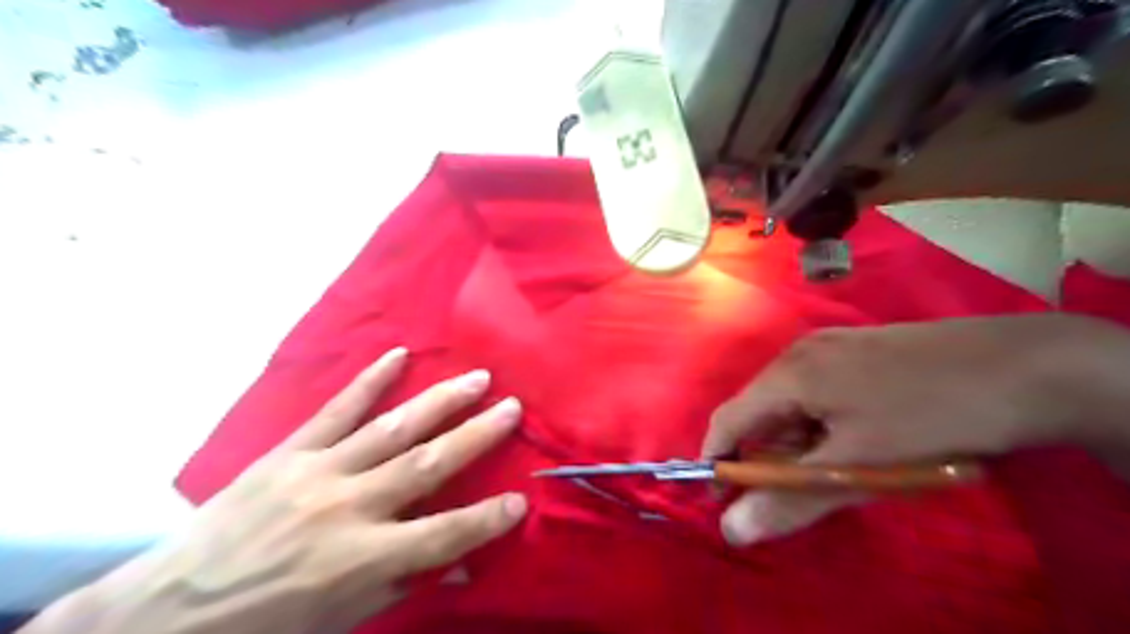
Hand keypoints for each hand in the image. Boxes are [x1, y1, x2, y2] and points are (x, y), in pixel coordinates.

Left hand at [30, 350, 523, 629]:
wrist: (166, 613)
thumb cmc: (265, 627)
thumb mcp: (341, 622)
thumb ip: (403, 585)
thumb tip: (461, 566)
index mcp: (360, 560)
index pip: (443, 536)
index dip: (486, 519)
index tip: (521, 499)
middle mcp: (347, 508)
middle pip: (427, 464)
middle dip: (477, 435)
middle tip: (513, 407)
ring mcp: (318, 472)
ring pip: (392, 428)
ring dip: (440, 401)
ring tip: (477, 378)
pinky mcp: (290, 452)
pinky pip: (336, 409)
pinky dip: (369, 380)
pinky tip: (397, 355)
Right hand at [704, 314, 1123, 545]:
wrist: (1023, 365)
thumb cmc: (929, 415)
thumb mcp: (858, 466)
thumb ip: (790, 499)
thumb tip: (732, 530)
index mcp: (790, 374)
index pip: (729, 419)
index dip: (719, 459)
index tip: (723, 498)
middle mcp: (799, 353)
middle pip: (759, 409)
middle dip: (764, 453)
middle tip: (790, 491)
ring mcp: (830, 345)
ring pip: (791, 401)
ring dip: (796, 440)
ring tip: (832, 469)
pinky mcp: (856, 349)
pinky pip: (817, 390)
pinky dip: (819, 422)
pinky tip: (853, 439)